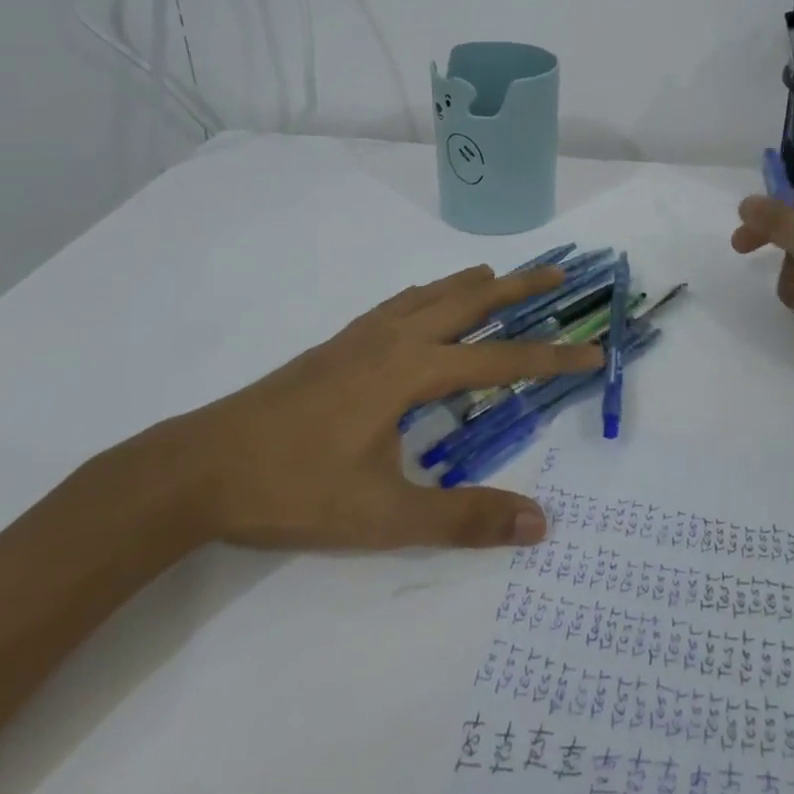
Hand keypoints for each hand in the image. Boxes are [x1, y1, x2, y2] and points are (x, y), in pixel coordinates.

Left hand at [174, 264, 602, 550]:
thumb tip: (539, 521)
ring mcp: (360, 336)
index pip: (501, 361)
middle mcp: (392, 339)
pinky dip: (429, 293)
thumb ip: (463, 518)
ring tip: (500, 276)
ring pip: (430, 294)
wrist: (199, 467)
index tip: (595, 352)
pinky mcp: (336, 344)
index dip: (553, 357)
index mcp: (411, 371)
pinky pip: (398, 303)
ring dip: (472, 284)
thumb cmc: (294, 488)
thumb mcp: (384, 516)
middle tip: (557, 272)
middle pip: (469, 301)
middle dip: (518, 287)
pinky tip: (424, 303)